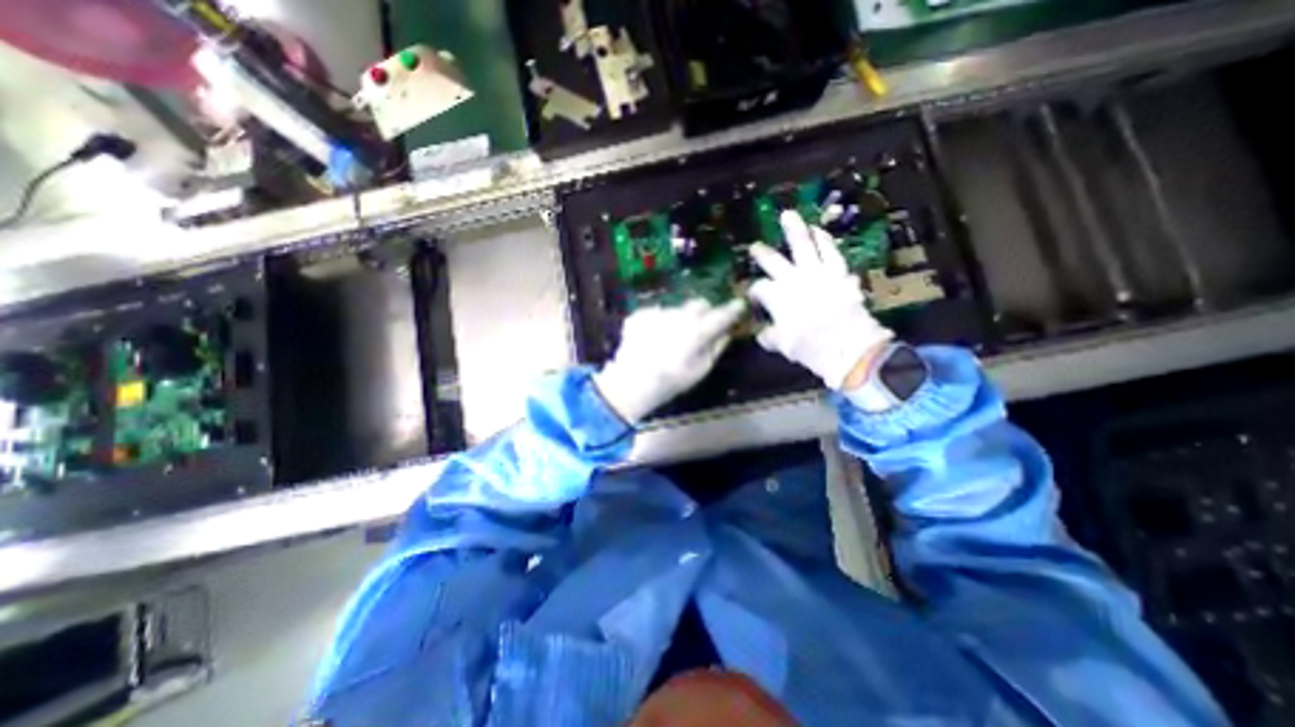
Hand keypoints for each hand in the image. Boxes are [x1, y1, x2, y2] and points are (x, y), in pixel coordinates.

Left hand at [591, 299, 743, 425]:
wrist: (632, 381)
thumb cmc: (672, 380)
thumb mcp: (701, 370)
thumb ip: (716, 348)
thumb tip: (726, 334)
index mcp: (698, 330)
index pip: (721, 314)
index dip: (732, 309)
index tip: (738, 306)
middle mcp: (680, 315)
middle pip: (698, 304)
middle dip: (704, 312)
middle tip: (701, 326)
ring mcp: (658, 313)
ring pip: (676, 309)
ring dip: (679, 319)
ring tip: (670, 340)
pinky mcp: (641, 314)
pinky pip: (656, 314)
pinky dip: (658, 323)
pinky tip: (652, 339)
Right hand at [745, 211, 895, 391]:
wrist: (847, 346)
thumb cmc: (809, 347)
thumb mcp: (782, 345)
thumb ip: (769, 335)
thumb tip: (762, 332)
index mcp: (776, 296)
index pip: (759, 288)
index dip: (753, 292)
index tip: (753, 298)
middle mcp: (793, 279)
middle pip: (773, 261)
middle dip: (762, 253)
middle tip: (755, 246)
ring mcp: (817, 272)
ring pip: (803, 245)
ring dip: (795, 229)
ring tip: (788, 215)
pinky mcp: (838, 271)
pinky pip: (831, 250)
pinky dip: (824, 239)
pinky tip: (819, 230)